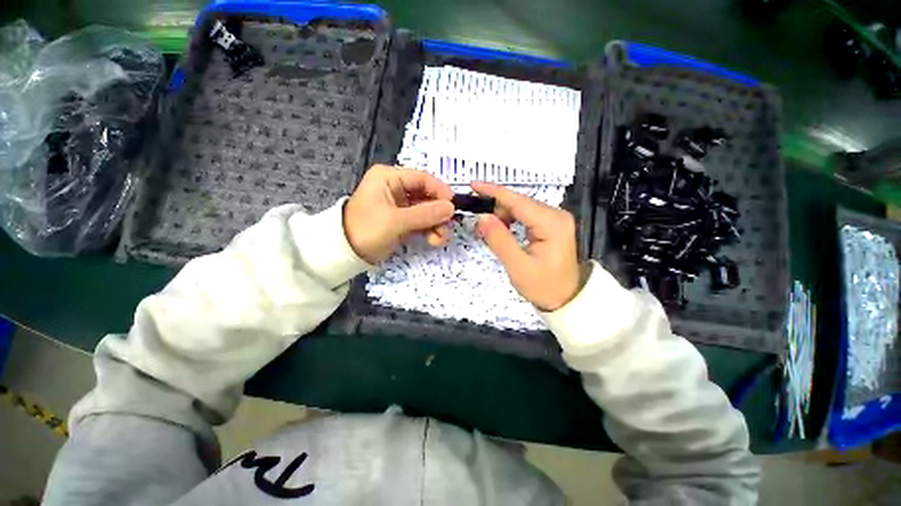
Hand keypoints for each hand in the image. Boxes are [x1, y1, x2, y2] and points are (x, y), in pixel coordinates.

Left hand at [344, 165, 454, 263]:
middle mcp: (396, 188)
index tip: (453, 206)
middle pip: (427, 195)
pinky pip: (422, 221)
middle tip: (447, 227)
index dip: (440, 191)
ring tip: (439, 239)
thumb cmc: (366, 230)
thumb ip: (425, 214)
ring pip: (427, 210)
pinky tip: (434, 240)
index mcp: (389, 178)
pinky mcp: (403, 220)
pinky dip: (430, 230)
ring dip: (437, 224)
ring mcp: (401, 205)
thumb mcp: (396, 221)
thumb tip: (451, 208)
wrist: (346, 254)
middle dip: (439, 212)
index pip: (422, 178)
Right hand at [472, 181, 582, 311]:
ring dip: (501, 215)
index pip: (518, 201)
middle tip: (477, 221)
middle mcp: (555, 214)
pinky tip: (500, 230)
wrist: (566, 299)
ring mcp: (554, 218)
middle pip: (519, 202)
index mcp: (552, 223)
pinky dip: (509, 220)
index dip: (494, 192)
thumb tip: (482, 217)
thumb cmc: (543, 286)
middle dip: (496, 207)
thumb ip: (499, 240)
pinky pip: (525, 216)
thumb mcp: (518, 266)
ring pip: (521, 208)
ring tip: (487, 230)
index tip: (473, 185)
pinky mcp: (550, 225)